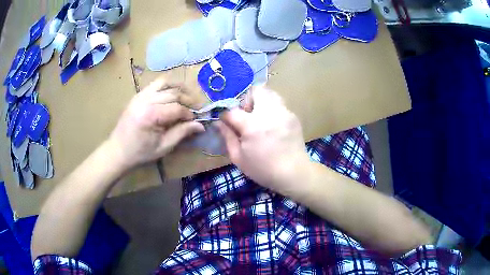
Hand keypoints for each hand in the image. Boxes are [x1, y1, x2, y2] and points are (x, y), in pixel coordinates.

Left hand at [108, 79, 203, 170]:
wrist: (118, 150)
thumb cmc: (140, 152)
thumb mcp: (163, 147)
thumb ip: (182, 133)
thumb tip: (201, 126)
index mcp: (151, 115)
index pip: (177, 108)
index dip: (190, 114)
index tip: (196, 121)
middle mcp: (146, 100)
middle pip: (174, 93)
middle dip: (188, 100)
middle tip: (197, 108)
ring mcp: (141, 95)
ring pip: (166, 83)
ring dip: (180, 88)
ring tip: (188, 96)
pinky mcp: (138, 94)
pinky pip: (156, 83)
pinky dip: (168, 85)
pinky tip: (174, 93)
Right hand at [217, 87, 309, 190]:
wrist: (294, 173)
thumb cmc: (263, 169)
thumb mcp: (239, 158)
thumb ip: (227, 137)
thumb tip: (218, 123)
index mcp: (252, 126)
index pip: (232, 111)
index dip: (226, 116)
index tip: (226, 122)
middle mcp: (269, 113)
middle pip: (255, 90)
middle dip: (247, 100)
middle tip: (247, 116)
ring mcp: (283, 112)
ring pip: (270, 93)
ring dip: (261, 101)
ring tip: (260, 118)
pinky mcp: (293, 116)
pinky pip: (280, 104)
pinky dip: (273, 109)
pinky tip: (273, 125)